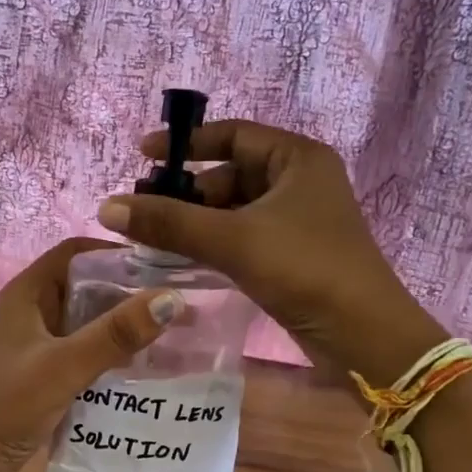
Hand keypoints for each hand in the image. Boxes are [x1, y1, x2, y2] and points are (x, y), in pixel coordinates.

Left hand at [0, 238, 181, 471]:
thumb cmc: (8, 405)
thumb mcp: (64, 365)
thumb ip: (115, 333)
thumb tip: (172, 298)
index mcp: (27, 294)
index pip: (75, 253)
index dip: (115, 253)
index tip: (162, 264)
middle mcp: (32, 312)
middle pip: (85, 286)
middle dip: (128, 291)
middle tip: (178, 301)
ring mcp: (37, 344)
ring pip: (87, 321)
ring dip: (122, 324)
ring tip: (171, 331)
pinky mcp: (44, 373)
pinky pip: (85, 351)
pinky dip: (112, 352)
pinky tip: (145, 366)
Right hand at [94, 120, 445, 381]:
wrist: (364, 336)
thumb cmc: (305, 270)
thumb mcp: (233, 240)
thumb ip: (169, 222)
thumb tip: (107, 207)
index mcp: (297, 160)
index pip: (233, 135)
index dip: (187, 143)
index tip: (144, 155)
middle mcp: (299, 182)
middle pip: (230, 174)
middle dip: (186, 191)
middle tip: (143, 210)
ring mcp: (297, 221)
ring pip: (234, 210)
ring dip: (196, 222)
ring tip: (153, 238)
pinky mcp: (292, 255)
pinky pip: (242, 237)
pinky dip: (212, 243)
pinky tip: (181, 258)